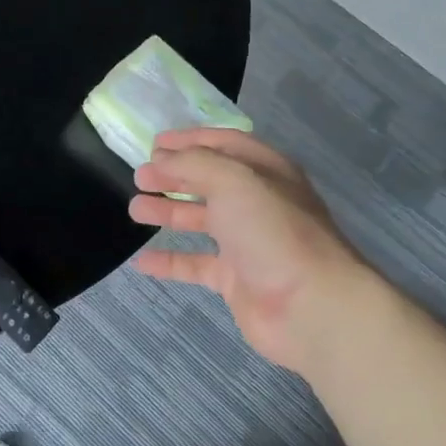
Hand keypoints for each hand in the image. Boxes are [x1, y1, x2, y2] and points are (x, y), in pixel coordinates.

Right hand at [129, 128, 371, 377]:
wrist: (309, 305)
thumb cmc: (272, 231)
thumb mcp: (233, 180)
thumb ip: (194, 163)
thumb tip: (161, 159)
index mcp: (266, 171)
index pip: (225, 144)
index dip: (190, 140)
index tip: (155, 143)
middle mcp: (258, 203)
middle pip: (210, 181)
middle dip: (174, 175)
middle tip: (140, 176)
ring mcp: (247, 242)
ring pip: (200, 220)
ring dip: (168, 211)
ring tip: (135, 209)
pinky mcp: (236, 279)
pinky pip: (196, 264)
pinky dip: (169, 261)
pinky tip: (141, 262)